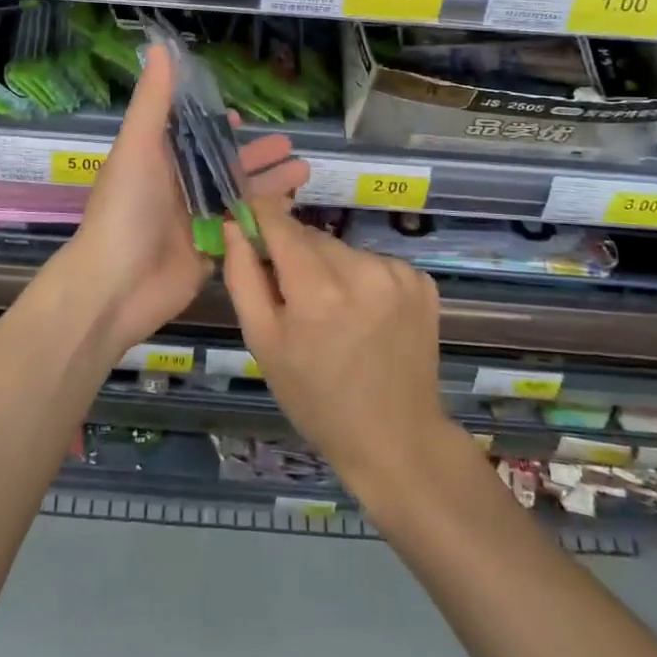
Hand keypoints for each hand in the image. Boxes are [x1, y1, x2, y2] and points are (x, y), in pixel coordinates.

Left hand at [61, 43, 309, 353]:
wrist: (116, 286)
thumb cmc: (125, 209)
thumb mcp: (137, 147)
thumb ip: (154, 101)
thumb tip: (160, 47)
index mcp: (156, 161)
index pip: (190, 136)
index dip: (215, 126)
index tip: (243, 117)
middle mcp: (176, 188)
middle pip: (222, 166)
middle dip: (256, 156)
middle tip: (291, 145)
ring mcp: (193, 222)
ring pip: (236, 196)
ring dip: (268, 184)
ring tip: (305, 171)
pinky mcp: (209, 252)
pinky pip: (241, 229)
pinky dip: (264, 218)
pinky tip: (292, 209)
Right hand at [222, 199, 452, 495]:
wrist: (395, 439)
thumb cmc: (315, 397)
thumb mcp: (263, 342)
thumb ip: (243, 275)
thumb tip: (234, 223)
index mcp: (317, 289)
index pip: (279, 221)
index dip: (260, 217)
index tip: (249, 226)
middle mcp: (362, 270)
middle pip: (311, 236)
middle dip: (296, 255)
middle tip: (295, 299)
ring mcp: (398, 274)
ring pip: (342, 249)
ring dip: (330, 268)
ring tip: (334, 314)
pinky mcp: (422, 281)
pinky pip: (374, 262)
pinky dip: (362, 279)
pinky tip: (365, 316)